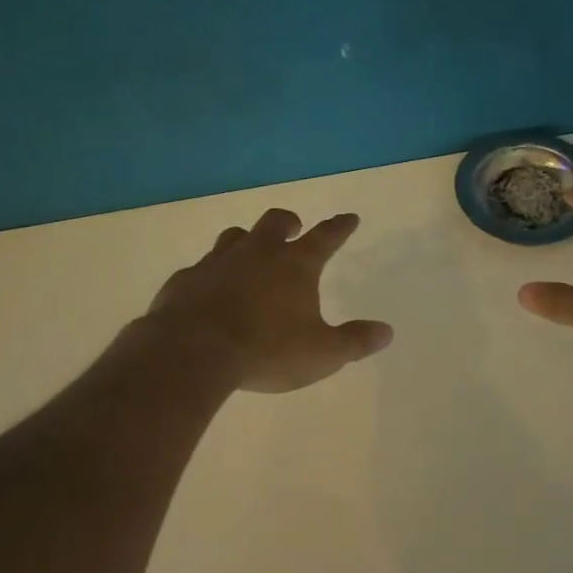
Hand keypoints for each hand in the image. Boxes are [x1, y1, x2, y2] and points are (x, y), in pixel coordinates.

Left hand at [144, 208, 393, 393]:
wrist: (192, 352)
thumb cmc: (267, 350)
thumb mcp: (322, 354)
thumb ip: (355, 341)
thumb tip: (387, 332)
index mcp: (295, 265)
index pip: (326, 237)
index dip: (340, 227)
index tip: (349, 218)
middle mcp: (257, 253)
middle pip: (276, 222)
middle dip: (289, 223)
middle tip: (294, 228)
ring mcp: (217, 262)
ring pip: (235, 236)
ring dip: (247, 240)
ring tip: (251, 252)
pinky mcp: (186, 280)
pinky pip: (201, 267)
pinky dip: (212, 273)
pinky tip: (210, 288)